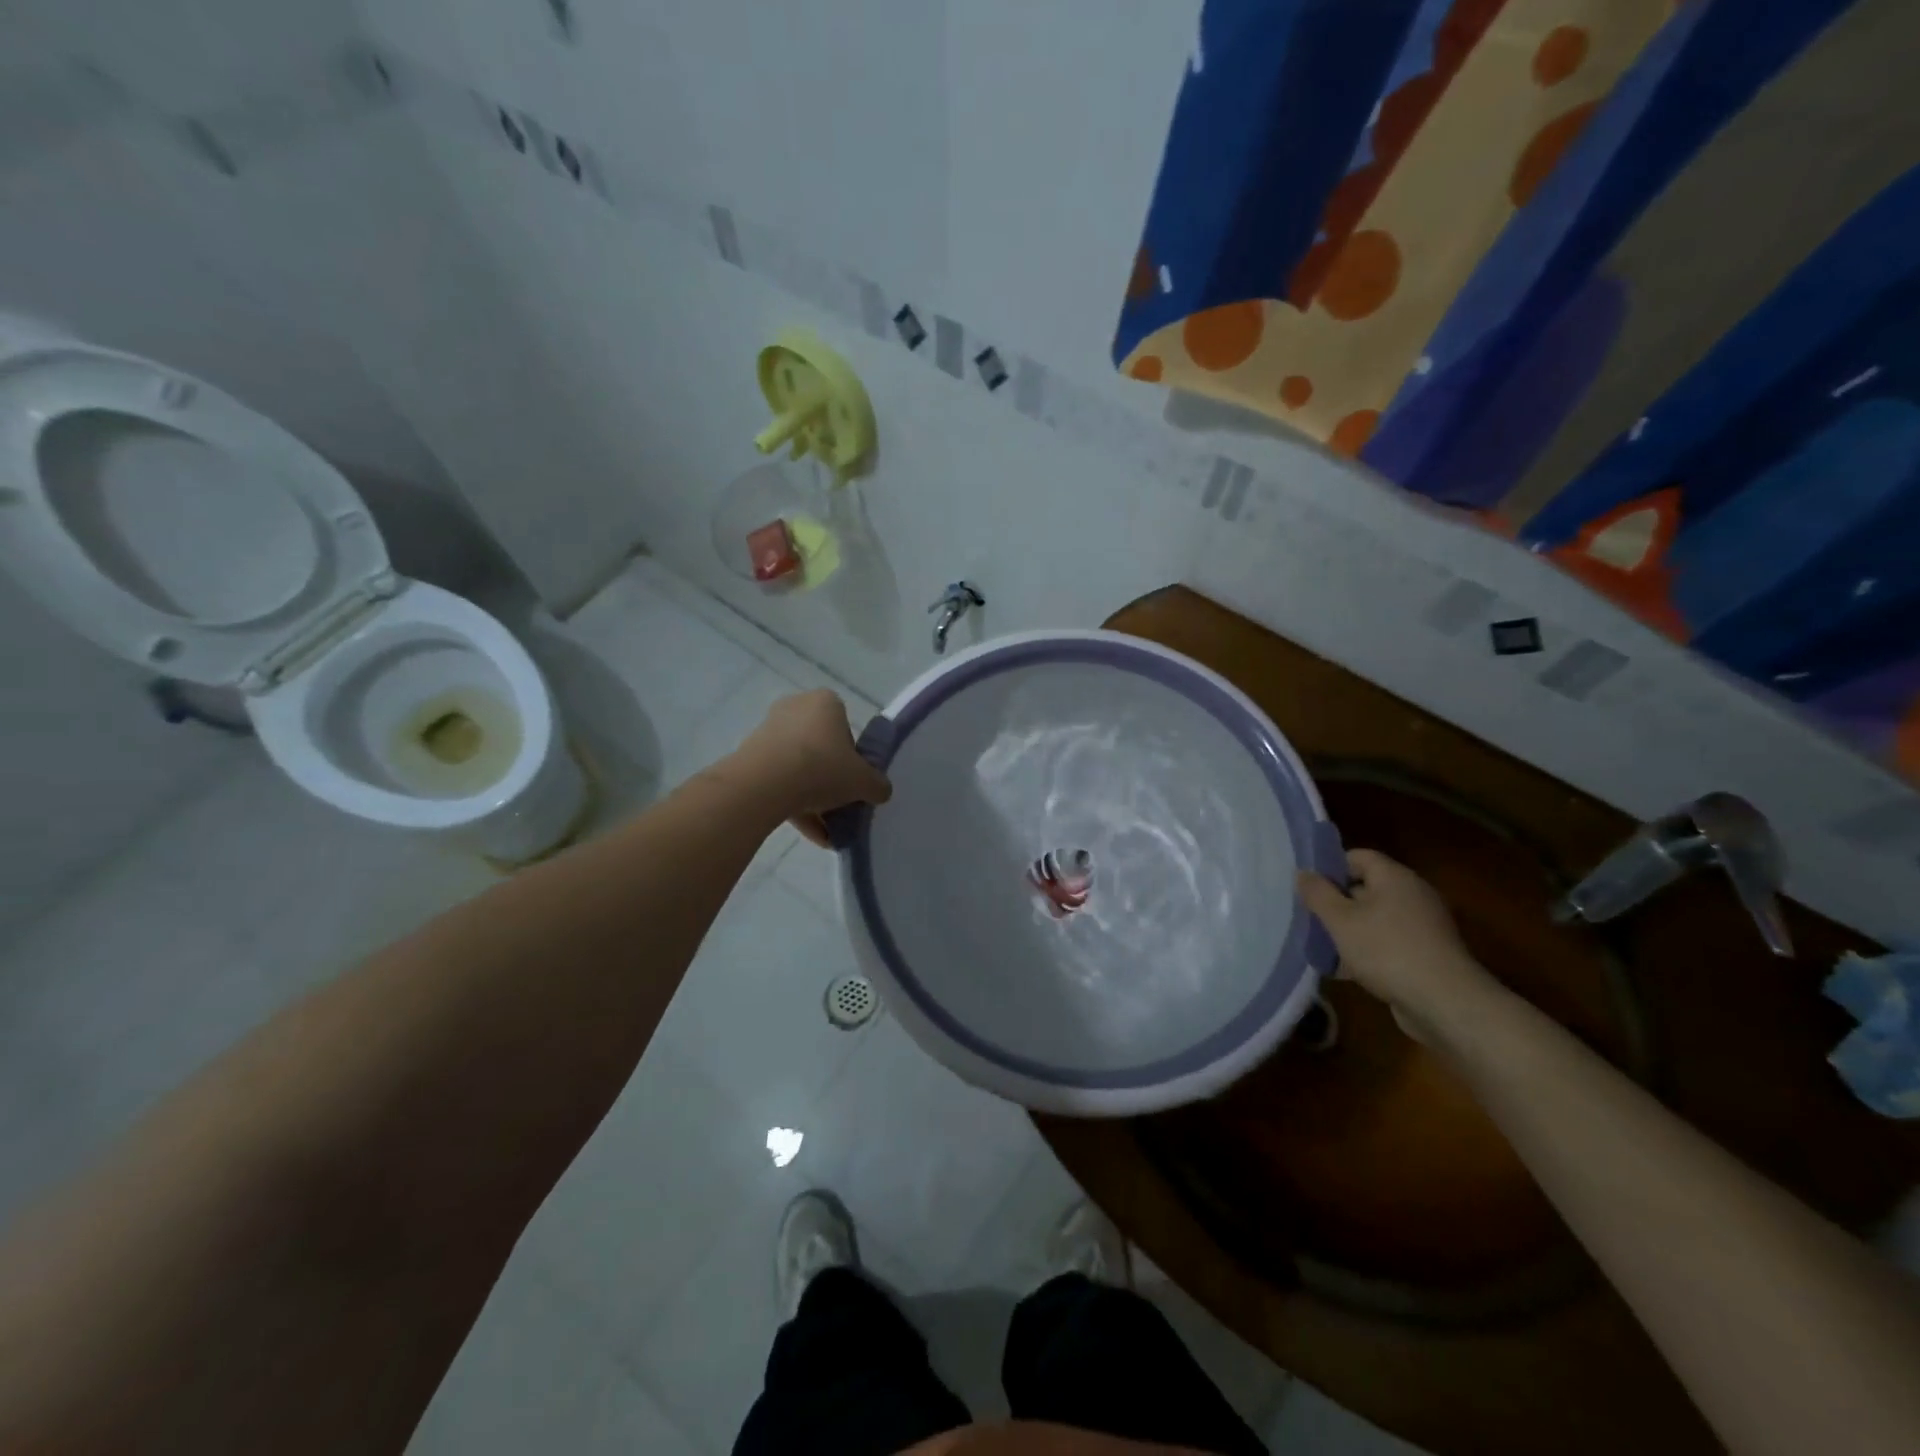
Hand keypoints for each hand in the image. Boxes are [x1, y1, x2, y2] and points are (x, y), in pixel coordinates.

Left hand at [735, 690, 891, 845]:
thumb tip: (880, 791)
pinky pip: (779, 781)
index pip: (845, 727)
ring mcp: (769, 732)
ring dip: (813, 798)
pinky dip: (794, 805)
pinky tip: (811, 835)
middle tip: (841, 804)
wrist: (765, 784)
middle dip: (831, 778)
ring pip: (799, 767)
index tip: (854, 779)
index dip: (853, 756)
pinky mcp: (750, 757)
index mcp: (825, 703)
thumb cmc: (822, 768)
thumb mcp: (863, 781)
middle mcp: (795, 709)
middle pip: (820, 747)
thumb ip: (878, 785)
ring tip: (827, 831)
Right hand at [1297, 849, 1495, 1042]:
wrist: (1445, 1003)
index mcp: (1394, 877)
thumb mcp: (1340, 919)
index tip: (1308, 888)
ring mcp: (1422, 926)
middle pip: (1365, 888)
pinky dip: (1366, 952)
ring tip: (1321, 948)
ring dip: (1348, 931)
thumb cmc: (1386, 950)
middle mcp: (1412, 895)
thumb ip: (1317, 893)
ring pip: (1374, 919)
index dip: (1330, 867)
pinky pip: (1387, 943)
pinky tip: (1344, 971)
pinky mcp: (1426, 954)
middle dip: (1335, 903)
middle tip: (1309, 918)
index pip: (1357, 857)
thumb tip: (1303, 873)